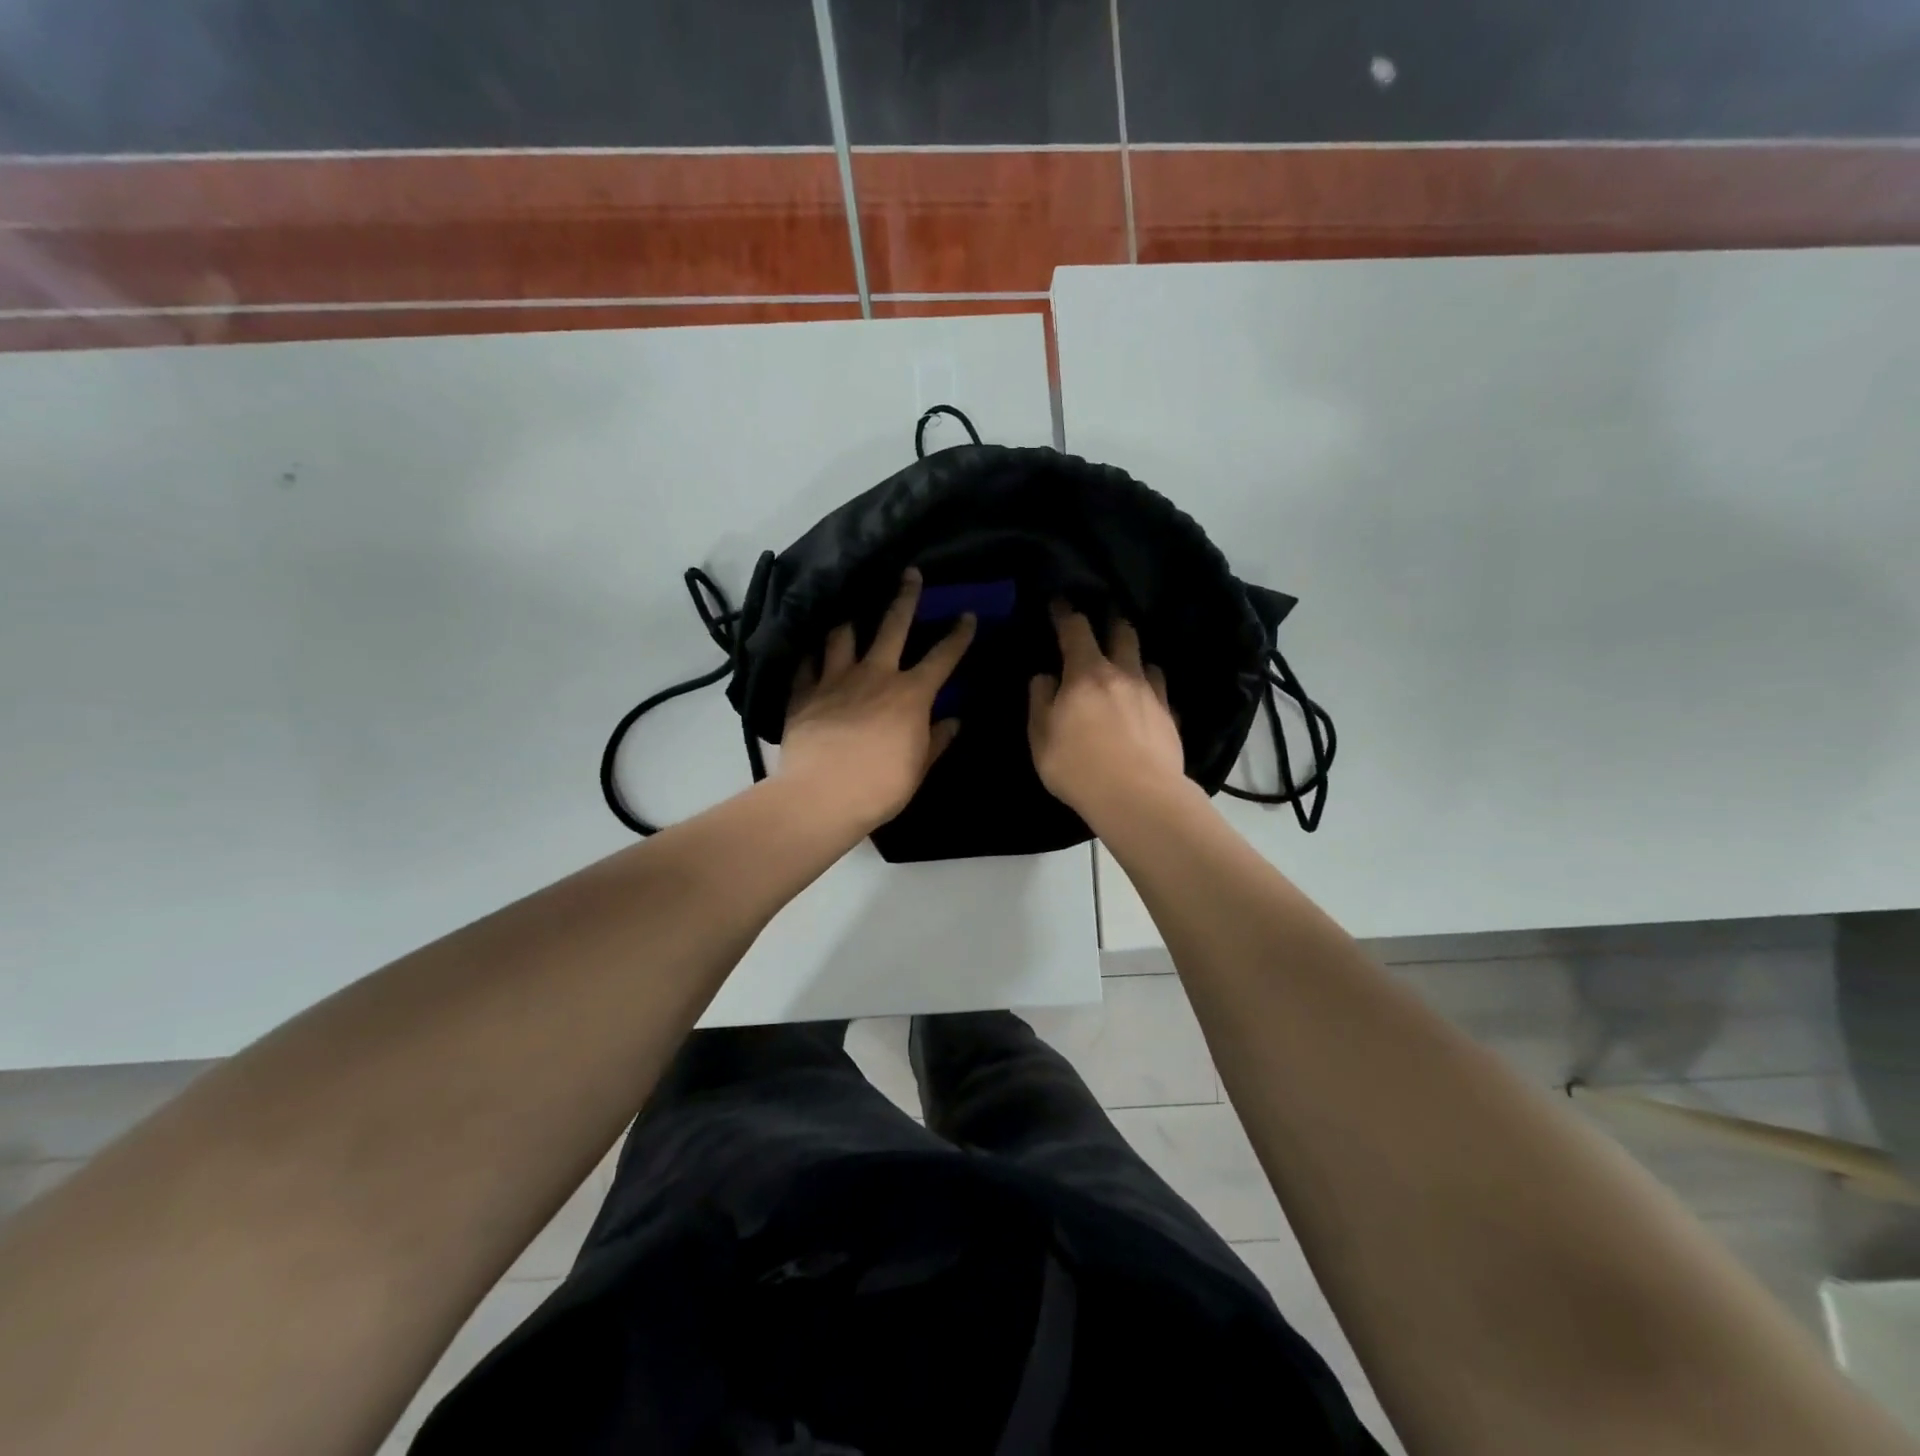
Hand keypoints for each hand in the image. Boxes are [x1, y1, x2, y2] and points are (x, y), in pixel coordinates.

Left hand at [780, 570, 975, 833]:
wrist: (822, 796)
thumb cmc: (881, 786)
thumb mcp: (919, 767)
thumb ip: (937, 740)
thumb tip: (954, 721)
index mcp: (911, 694)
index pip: (943, 657)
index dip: (959, 635)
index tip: (967, 615)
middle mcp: (875, 674)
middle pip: (892, 625)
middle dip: (905, 597)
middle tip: (909, 573)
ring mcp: (835, 679)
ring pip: (842, 635)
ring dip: (848, 619)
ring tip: (848, 606)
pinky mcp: (803, 692)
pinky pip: (805, 663)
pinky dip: (808, 654)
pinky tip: (807, 647)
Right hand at [1028, 607, 1188, 824]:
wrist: (1137, 797)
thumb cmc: (1077, 766)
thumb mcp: (1040, 736)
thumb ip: (1040, 701)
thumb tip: (1045, 677)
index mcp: (1086, 673)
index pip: (1076, 629)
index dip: (1066, 613)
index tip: (1059, 604)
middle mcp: (1123, 675)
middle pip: (1122, 634)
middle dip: (1111, 623)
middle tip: (1104, 623)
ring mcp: (1152, 695)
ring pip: (1147, 662)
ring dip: (1135, 658)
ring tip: (1128, 667)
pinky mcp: (1171, 718)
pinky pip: (1162, 694)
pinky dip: (1151, 691)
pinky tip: (1147, 705)